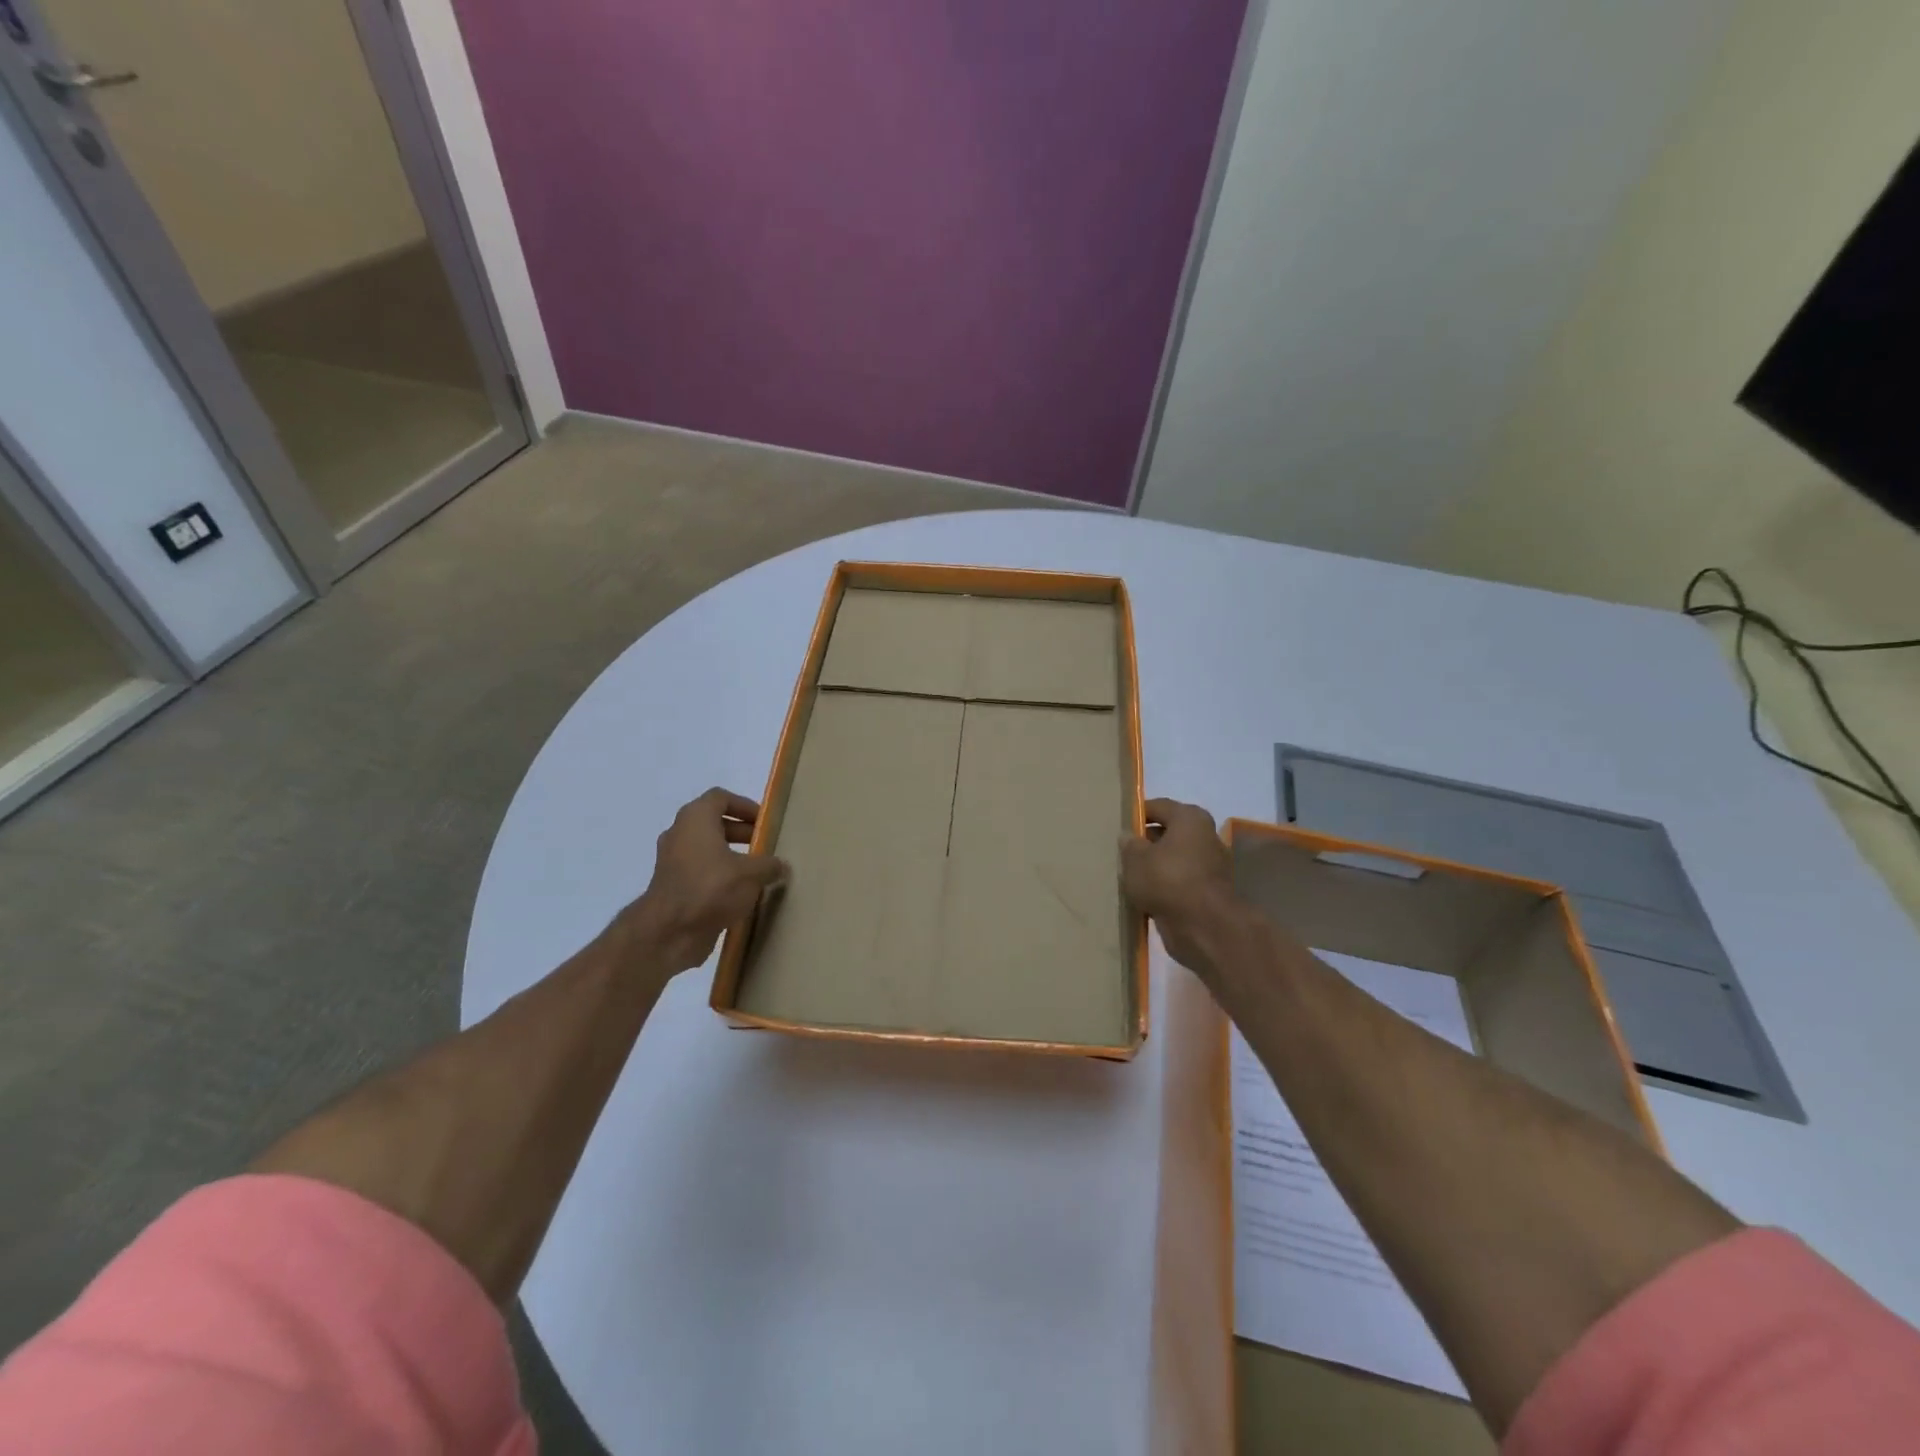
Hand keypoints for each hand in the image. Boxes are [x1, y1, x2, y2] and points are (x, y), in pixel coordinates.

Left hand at [619, 789, 787, 976]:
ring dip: (732, 856)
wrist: (669, 932)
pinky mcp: (673, 886)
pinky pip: (701, 872)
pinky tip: (742, 893)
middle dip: (742, 832)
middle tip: (766, 845)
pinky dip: (720, 876)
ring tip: (758, 871)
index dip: (745, 806)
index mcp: (696, 819)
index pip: (721, 798)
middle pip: (714, 823)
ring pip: (707, 849)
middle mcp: (680, 834)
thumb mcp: (751, 874)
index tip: (765, 822)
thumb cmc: (710, 888)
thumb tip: (781, 866)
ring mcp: (673, 861)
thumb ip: (769, 865)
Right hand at [1121, 798, 1243, 976]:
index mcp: (1190, 819)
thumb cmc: (1168, 880)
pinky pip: (1179, 883)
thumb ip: (1129, 844)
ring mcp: (1210, 866)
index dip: (1137, 814)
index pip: (1159, 807)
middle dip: (1146, 843)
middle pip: (1169, 834)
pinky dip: (1165, 888)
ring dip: (1155, 868)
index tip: (1118, 825)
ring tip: (1129, 877)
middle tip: (1121, 853)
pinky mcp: (1208, 893)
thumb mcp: (1136, 859)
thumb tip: (1129, 837)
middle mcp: (1205, 837)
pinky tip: (1144, 897)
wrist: (1204, 927)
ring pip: (1174, 861)